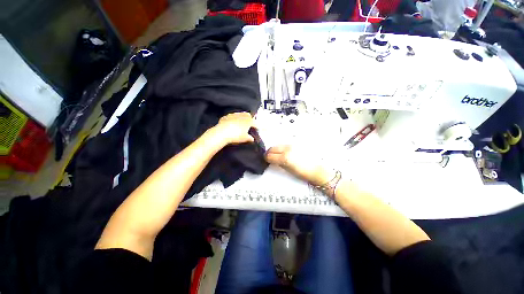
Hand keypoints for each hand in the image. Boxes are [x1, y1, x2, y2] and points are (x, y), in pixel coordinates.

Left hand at [213, 112, 255, 144]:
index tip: (256, 130)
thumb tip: (252, 138)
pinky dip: (233, 120)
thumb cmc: (236, 135)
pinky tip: (231, 125)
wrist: (222, 133)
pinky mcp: (226, 116)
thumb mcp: (245, 138)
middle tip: (248, 125)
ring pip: (239, 115)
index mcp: (248, 121)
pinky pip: (231, 117)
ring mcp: (233, 115)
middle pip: (248, 115)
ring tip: (239, 125)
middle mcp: (242, 115)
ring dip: (241, 119)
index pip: (255, 123)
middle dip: (249, 119)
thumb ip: (250, 138)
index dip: (256, 127)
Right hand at [265, 145, 333, 185]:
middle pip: (273, 148)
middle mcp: (287, 149)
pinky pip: (285, 145)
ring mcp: (292, 145)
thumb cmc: (302, 173)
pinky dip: (281, 148)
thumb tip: (273, 160)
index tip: (266, 160)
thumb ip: (278, 163)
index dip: (266, 158)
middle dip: (269, 152)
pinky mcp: (296, 144)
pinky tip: (284, 152)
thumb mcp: (287, 170)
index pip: (270, 156)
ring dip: (275, 149)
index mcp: (284, 158)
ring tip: (277, 154)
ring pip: (278, 145)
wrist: (315, 169)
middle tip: (269, 157)